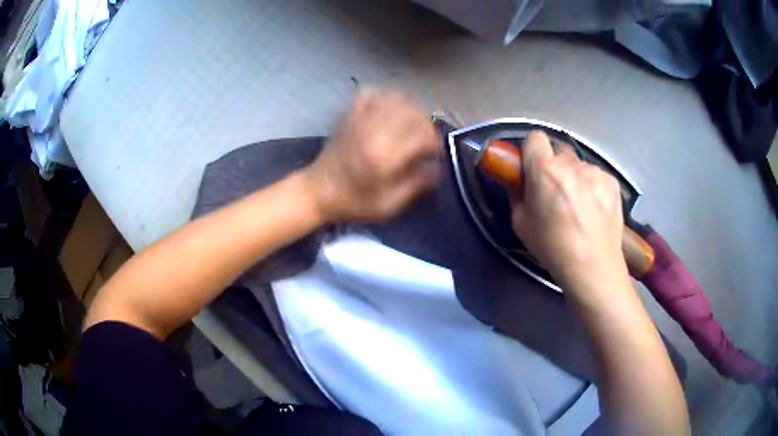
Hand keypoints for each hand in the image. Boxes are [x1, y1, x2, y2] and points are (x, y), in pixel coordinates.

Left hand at [303, 89, 440, 221]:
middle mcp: (375, 129)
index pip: (424, 135)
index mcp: (385, 154)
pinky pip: (374, 92)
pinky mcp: (351, 113)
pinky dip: (387, 97)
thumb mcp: (389, 204)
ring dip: (412, 110)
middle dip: (427, 126)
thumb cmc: (354, 202)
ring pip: (398, 99)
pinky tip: (391, 110)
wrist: (317, 191)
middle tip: (426, 141)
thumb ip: (417, 184)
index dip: (435, 144)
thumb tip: (437, 167)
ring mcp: (361, 118)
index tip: (434, 155)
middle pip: (415, 113)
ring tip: (412, 126)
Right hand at [510, 131, 626, 292]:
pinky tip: (595, 210)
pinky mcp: (612, 181)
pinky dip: (593, 187)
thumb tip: (520, 179)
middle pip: (559, 151)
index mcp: (544, 170)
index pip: (535, 137)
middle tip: (557, 191)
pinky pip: (596, 176)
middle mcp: (571, 164)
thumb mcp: (520, 223)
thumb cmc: (552, 247)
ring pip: (579, 165)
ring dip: (576, 178)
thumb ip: (517, 193)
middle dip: (555, 166)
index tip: (533, 167)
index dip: (532, 150)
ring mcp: (595, 171)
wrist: (593, 265)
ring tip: (580, 207)